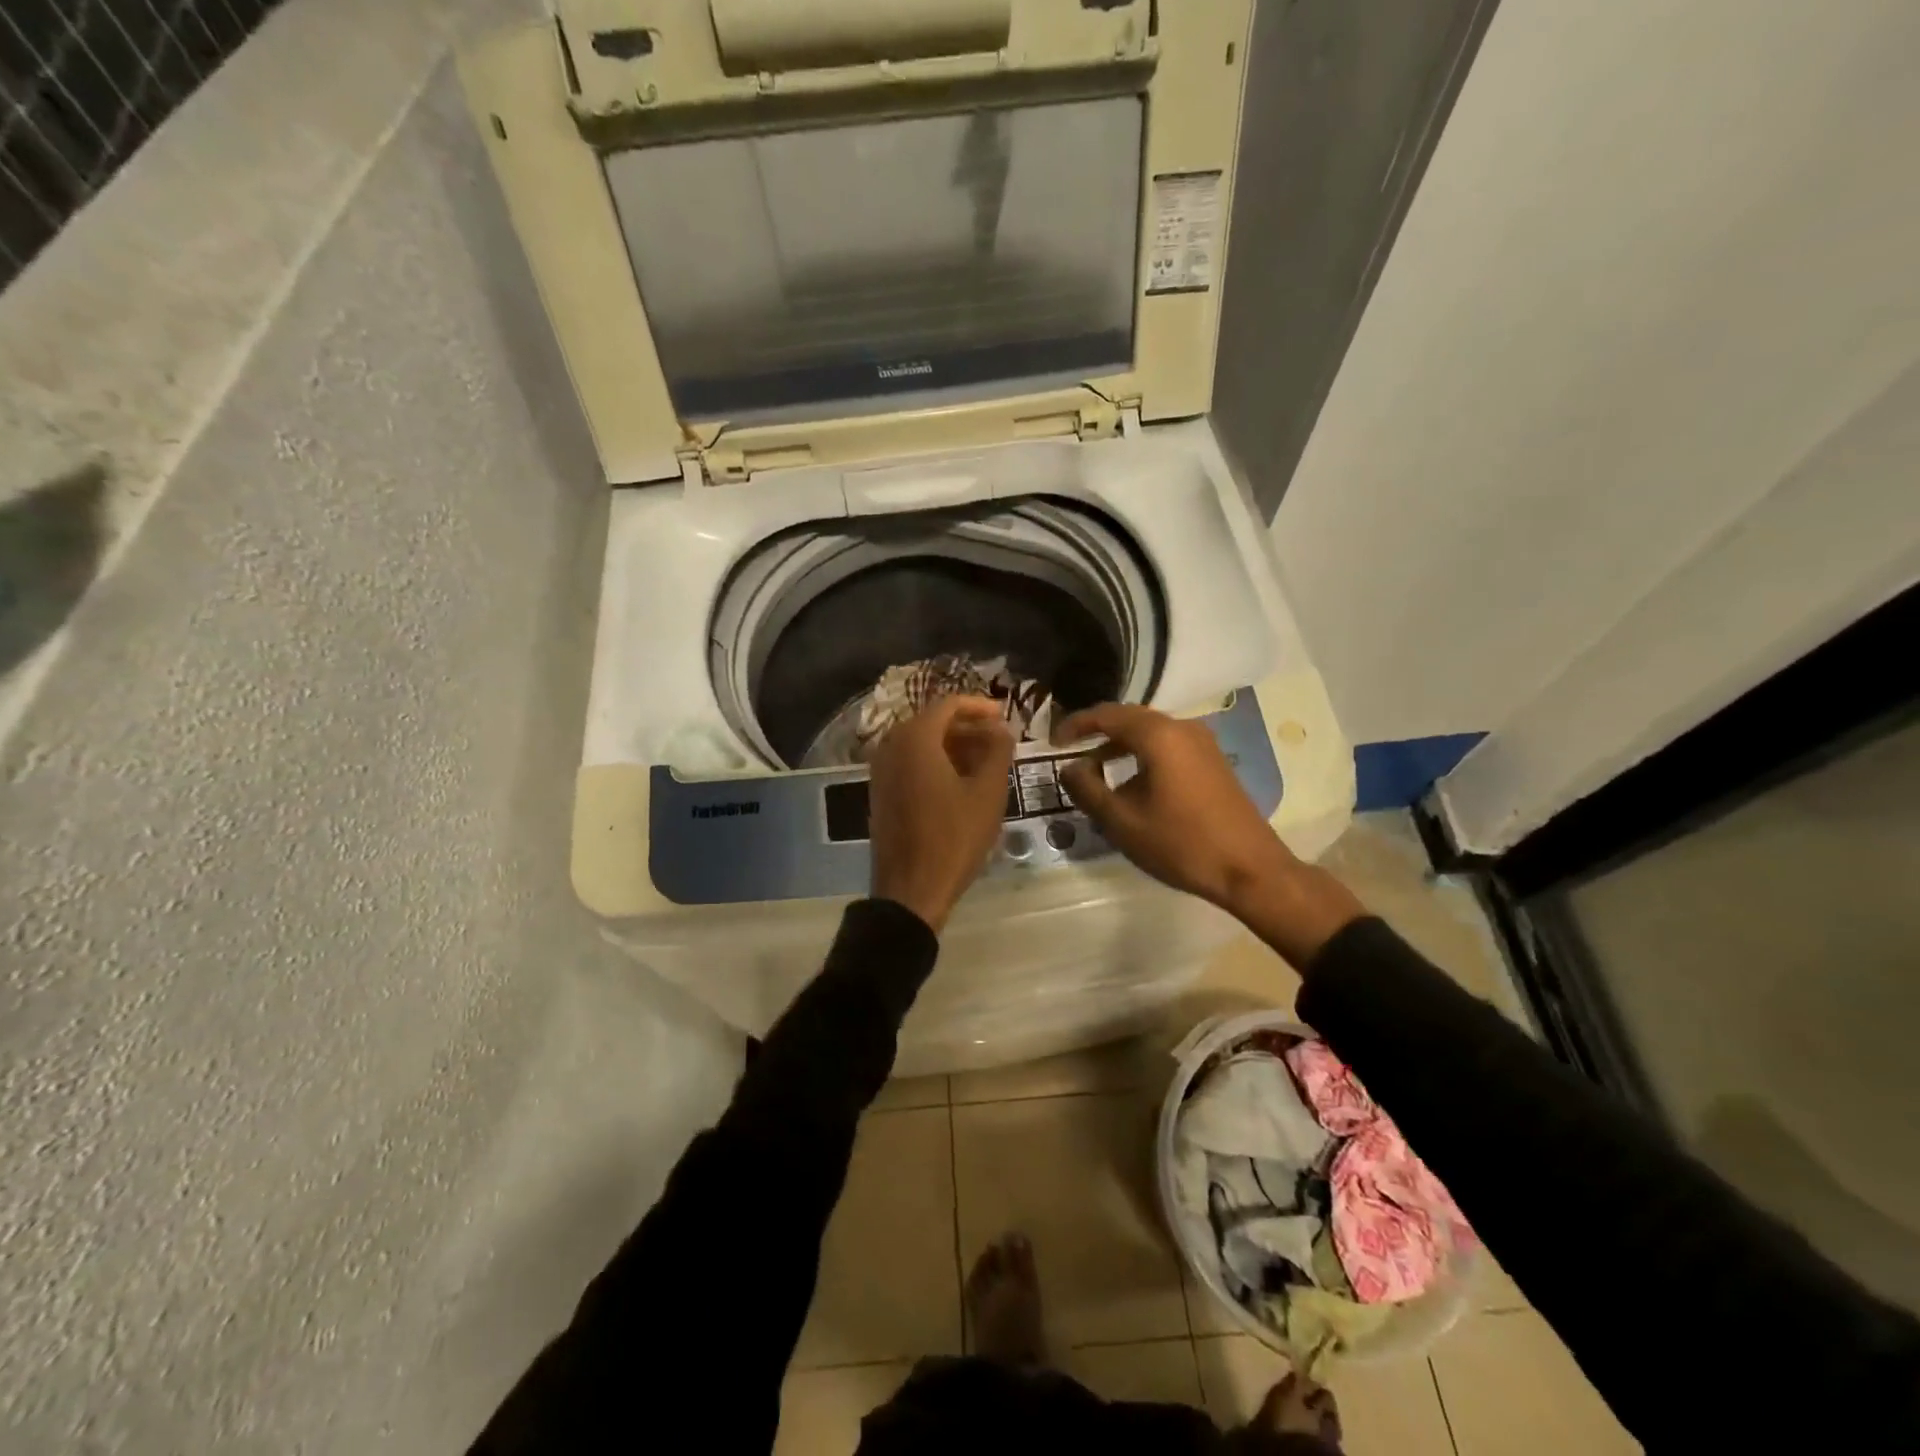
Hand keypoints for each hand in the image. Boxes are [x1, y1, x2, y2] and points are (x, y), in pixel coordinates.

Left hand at [869, 696, 1015, 932]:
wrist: (910, 889)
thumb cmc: (954, 838)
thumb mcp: (988, 793)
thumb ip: (998, 751)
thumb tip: (1001, 728)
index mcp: (915, 738)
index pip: (949, 704)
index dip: (980, 706)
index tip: (1005, 717)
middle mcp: (891, 745)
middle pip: (933, 721)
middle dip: (968, 727)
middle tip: (999, 740)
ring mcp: (881, 770)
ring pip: (921, 743)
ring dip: (953, 745)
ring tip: (986, 761)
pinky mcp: (880, 791)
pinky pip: (910, 763)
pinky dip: (935, 762)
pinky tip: (960, 781)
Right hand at [1054, 703, 1365, 964]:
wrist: (1250, 869)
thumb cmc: (1181, 844)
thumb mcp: (1121, 822)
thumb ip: (1087, 789)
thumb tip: (1069, 768)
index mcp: (1158, 735)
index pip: (1106, 715)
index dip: (1075, 724)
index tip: (1053, 742)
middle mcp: (1182, 727)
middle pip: (1129, 718)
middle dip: (1097, 733)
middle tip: (1070, 752)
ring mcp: (1202, 743)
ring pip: (1150, 732)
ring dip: (1120, 746)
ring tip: (1096, 772)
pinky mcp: (1213, 760)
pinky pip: (1168, 745)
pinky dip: (1142, 755)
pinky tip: (1132, 783)